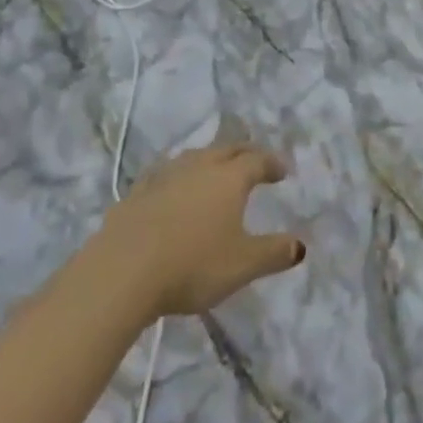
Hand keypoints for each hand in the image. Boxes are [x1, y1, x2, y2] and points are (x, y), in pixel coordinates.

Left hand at [96, 144, 305, 318]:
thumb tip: (300, 246)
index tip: (282, 171)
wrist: (122, 272)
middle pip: (227, 149)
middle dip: (245, 153)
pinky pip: (164, 174)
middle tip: (255, 160)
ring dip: (210, 159)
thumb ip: (273, 253)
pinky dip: (177, 177)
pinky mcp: (136, 193)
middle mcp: (199, 167)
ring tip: (215, 169)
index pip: (257, 160)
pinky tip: (172, 188)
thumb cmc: (192, 266)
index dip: (272, 164)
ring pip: (194, 157)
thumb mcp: (242, 265)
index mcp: (229, 178)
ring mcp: (165, 176)